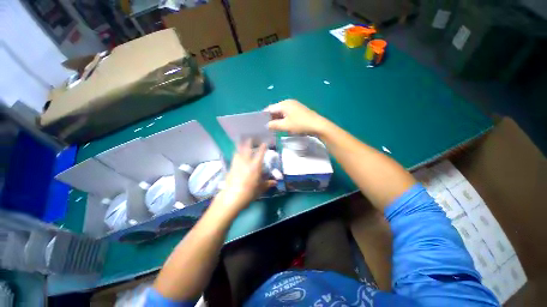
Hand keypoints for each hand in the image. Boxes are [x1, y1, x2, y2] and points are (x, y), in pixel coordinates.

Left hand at [214, 141, 275, 213]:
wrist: (233, 196)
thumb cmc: (249, 192)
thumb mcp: (260, 189)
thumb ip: (267, 184)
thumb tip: (274, 182)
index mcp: (255, 166)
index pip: (260, 154)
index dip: (263, 148)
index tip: (264, 143)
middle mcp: (246, 162)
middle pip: (247, 149)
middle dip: (249, 143)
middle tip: (250, 138)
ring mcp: (237, 164)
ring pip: (238, 152)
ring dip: (240, 147)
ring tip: (240, 144)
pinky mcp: (230, 168)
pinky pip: (233, 158)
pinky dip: (235, 155)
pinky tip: (235, 155)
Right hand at [265, 99, 328, 134]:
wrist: (318, 125)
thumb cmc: (301, 124)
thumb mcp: (285, 126)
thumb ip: (274, 125)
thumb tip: (266, 125)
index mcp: (284, 104)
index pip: (269, 108)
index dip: (263, 116)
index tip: (259, 124)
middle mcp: (288, 102)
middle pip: (275, 110)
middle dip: (270, 118)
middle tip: (265, 127)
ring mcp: (294, 106)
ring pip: (281, 112)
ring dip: (277, 119)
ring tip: (272, 128)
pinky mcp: (298, 111)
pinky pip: (287, 114)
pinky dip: (283, 119)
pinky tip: (282, 126)